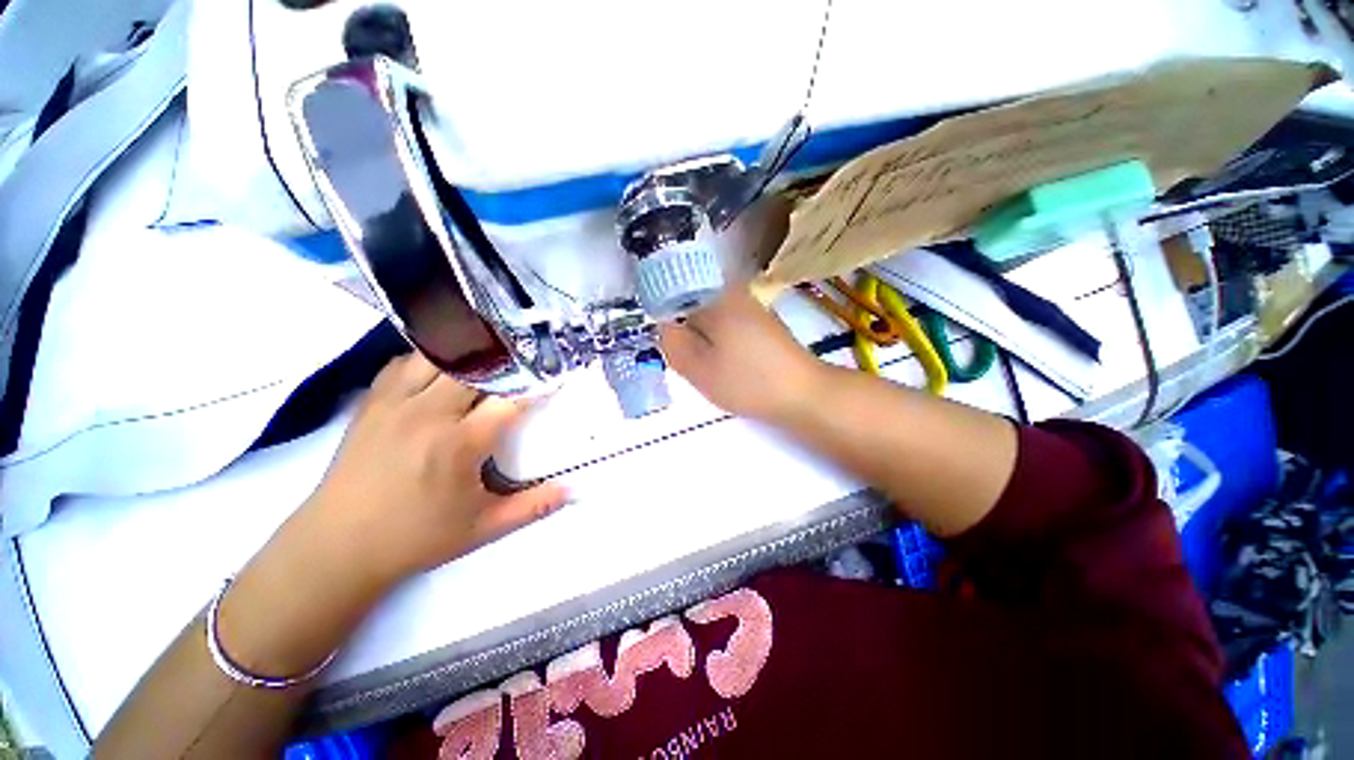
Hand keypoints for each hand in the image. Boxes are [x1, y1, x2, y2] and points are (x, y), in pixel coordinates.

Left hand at [300, 353, 567, 586]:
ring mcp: (396, 403)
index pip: (510, 399)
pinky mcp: (373, 402)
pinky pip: (405, 362)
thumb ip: (532, 507)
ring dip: (468, 355)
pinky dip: (431, 358)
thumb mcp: (482, 528)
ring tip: (489, 359)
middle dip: (506, 361)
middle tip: (525, 362)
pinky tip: (444, 368)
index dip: (538, 385)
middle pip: (476, 366)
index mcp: (459, 444)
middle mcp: (429, 414)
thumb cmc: (415, 538)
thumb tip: (571, 491)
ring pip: (439, 356)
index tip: (555, 376)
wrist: (336, 546)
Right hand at [659, 287, 824, 421]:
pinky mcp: (762, 323)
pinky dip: (723, 346)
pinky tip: (733, 366)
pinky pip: (728, 329)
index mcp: (714, 296)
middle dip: (688, 336)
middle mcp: (733, 292)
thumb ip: (671, 342)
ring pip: (710, 321)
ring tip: (716, 368)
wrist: (803, 394)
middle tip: (698, 365)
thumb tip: (663, 325)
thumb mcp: (697, 367)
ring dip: (706, 344)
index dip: (667, 324)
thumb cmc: (747, 381)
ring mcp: (751, 306)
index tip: (676, 351)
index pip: (671, 297)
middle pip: (691, 309)